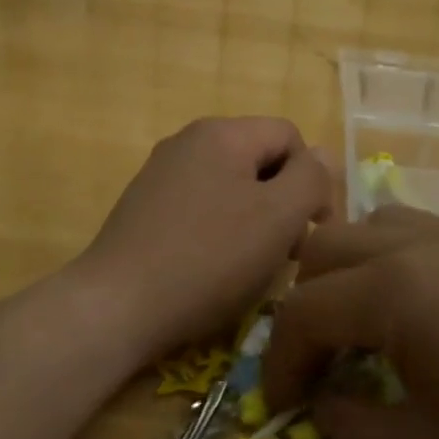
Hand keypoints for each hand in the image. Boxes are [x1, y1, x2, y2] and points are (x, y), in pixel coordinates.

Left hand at [77, 118, 332, 363]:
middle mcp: (187, 141)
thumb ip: (311, 179)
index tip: (313, 232)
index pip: (290, 137)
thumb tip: (322, 157)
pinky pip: (200, 208)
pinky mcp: (144, 208)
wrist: (116, 306)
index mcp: (221, 132)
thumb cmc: (208, 259)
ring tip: (252, 266)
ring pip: (230, 187)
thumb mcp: (278, 217)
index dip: (313, 180)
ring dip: (254, 221)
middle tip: (286, 254)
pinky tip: (215, 270)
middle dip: (283, 203)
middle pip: (259, 160)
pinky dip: (219, 232)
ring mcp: (160, 174)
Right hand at [262, 206, 438, 438]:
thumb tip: (326, 402)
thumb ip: (354, 430)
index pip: (303, 311)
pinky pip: (427, 235)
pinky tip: (432, 321)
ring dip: (352, 275)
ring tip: (370, 335)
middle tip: (321, 368)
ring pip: (377, 228)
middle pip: (328, 249)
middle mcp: (426, 242)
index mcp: (397, 288)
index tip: (282, 409)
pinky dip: (399, 267)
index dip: (279, 363)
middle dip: (306, 308)